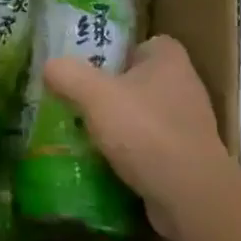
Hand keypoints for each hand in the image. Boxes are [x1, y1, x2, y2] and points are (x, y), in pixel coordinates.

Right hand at [43, 35, 233, 239]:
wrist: (190, 196)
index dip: (118, 52)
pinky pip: (153, 146)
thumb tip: (50, 66)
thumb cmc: (145, 131)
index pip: (144, 44)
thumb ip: (68, 75)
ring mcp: (190, 126)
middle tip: (80, 100)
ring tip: (86, 133)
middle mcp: (185, 87)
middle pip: (141, 80)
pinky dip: (132, 153)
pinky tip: (107, 162)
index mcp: (170, 60)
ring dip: (121, 124)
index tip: (92, 67)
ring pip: (145, 115)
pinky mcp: (188, 159)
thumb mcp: (95, 95)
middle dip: (113, 91)